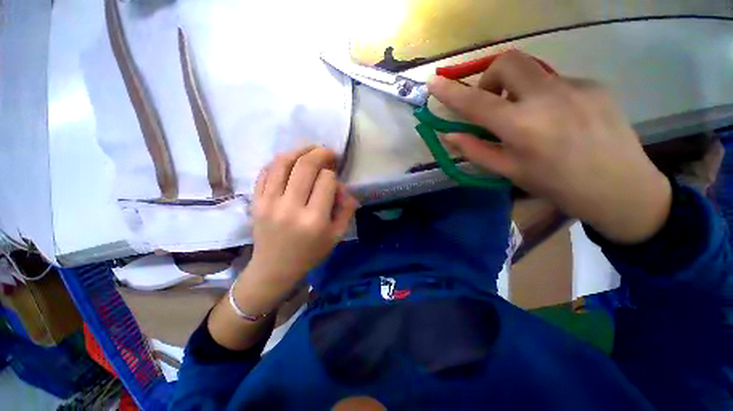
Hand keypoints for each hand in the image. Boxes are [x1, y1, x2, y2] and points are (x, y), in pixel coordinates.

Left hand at [241, 146, 357, 310]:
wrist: (274, 268)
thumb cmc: (310, 253)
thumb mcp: (337, 236)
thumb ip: (345, 209)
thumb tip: (343, 187)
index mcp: (314, 220)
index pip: (326, 181)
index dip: (333, 174)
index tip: (334, 178)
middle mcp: (290, 207)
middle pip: (305, 166)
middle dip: (320, 153)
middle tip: (328, 152)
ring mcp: (269, 202)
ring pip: (283, 162)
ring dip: (300, 150)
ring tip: (311, 149)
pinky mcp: (256, 201)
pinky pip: (266, 171)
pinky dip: (280, 161)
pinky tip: (291, 160)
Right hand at [429, 50, 670, 243]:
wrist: (621, 188)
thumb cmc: (557, 186)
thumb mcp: (509, 172)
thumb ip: (476, 150)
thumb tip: (450, 136)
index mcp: (522, 126)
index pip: (476, 102)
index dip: (451, 92)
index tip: (433, 83)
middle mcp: (548, 97)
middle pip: (507, 61)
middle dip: (489, 78)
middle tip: (491, 102)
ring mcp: (575, 86)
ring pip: (532, 71)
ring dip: (516, 88)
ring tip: (527, 116)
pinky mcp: (594, 84)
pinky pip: (556, 81)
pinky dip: (542, 96)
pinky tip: (556, 118)